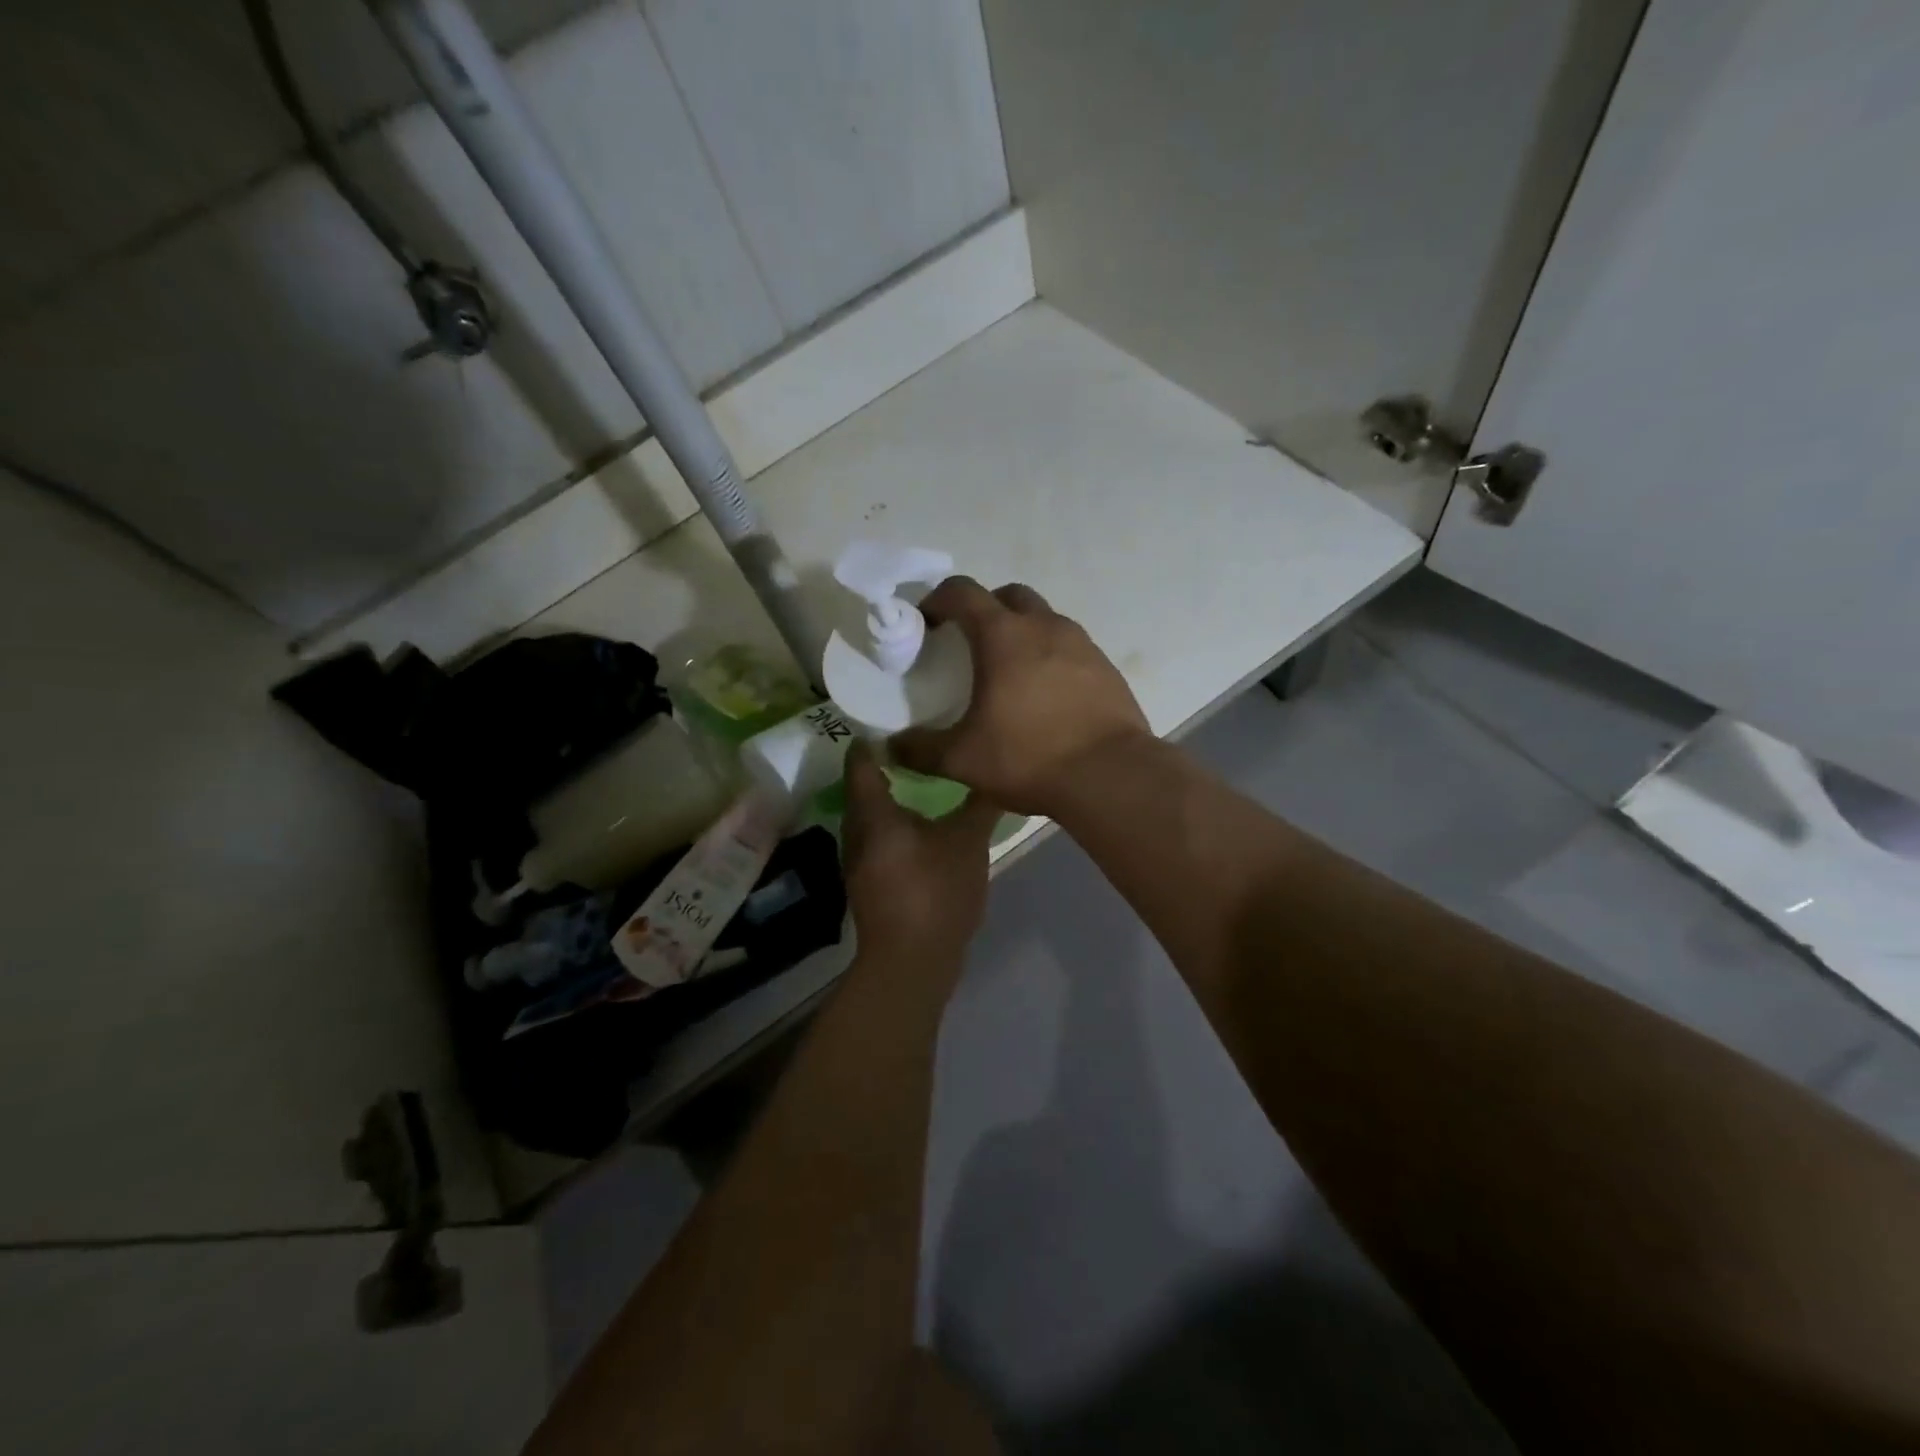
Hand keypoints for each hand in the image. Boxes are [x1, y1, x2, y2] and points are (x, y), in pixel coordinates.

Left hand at [842, 741, 1000, 963]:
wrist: (911, 960)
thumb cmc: (935, 891)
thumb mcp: (968, 841)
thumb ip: (981, 804)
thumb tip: (996, 772)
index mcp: (874, 814)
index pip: (861, 763)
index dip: (872, 740)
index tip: (892, 723)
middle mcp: (856, 832)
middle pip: (861, 790)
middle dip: (882, 769)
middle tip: (913, 749)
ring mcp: (858, 862)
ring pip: (868, 819)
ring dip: (887, 801)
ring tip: (918, 785)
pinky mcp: (867, 885)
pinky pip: (876, 842)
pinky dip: (892, 828)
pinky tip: (918, 831)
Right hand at [891, 578, 1149, 816]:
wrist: (1110, 776)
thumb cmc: (1029, 757)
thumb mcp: (963, 759)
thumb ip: (920, 750)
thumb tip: (891, 748)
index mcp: (1003, 635)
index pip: (962, 592)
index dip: (938, 600)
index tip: (928, 623)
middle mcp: (1044, 626)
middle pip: (1009, 595)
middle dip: (985, 609)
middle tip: (971, 643)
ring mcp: (1081, 643)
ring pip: (1044, 618)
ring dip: (1022, 631)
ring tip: (1010, 672)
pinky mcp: (1105, 667)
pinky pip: (1071, 646)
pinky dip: (1051, 656)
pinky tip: (1046, 695)